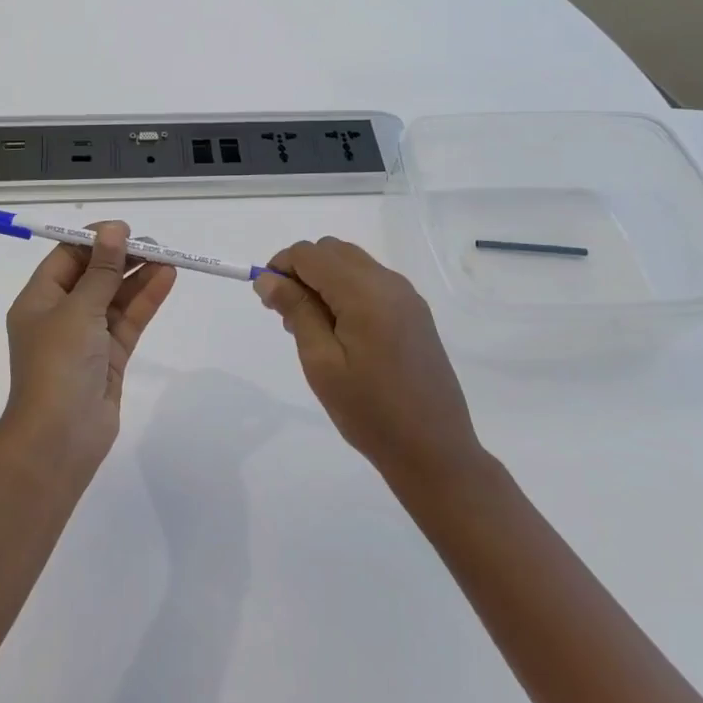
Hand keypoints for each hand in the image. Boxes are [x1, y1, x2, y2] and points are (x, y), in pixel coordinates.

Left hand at [0, 222, 176, 477]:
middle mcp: (60, 315)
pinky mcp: (109, 358)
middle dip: (121, 258)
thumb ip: (101, 270)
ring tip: (169, 257)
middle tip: (154, 243)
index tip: (123, 229)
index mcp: (39, 300)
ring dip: (139, 277)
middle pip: (93, 275)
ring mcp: (86, 338)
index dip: (94, 240)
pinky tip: (166, 279)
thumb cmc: (58, 364)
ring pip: (115, 298)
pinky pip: (128, 320)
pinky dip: (146, 300)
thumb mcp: (78, 309)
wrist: (59, 438)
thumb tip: (113, 231)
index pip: (66, 258)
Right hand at [255, 238, 484, 489]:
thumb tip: (268, 277)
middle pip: (332, 251)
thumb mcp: (322, 363)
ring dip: (324, 279)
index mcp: (365, 292)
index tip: (267, 299)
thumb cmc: (370, 412)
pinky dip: (346, 290)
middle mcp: (388, 282)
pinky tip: (341, 332)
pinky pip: (371, 282)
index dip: (281, 266)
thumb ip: (295, 311)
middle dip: (302, 271)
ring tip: (312, 327)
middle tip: (287, 315)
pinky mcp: (415, 312)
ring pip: (352, 263)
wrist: (435, 452)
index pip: (310, 254)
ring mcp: (407, 296)